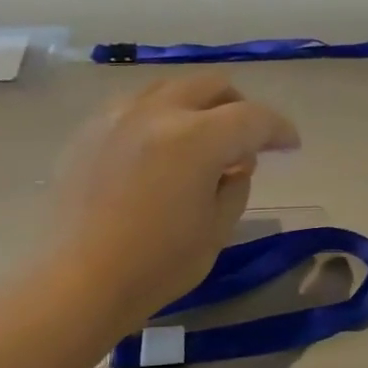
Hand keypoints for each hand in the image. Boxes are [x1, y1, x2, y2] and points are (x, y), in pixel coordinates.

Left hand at [46, 76, 299, 328]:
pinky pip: (136, 106)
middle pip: (211, 85)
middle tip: (248, 140)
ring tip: (203, 141)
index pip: (253, 118)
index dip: (279, 129)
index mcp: (196, 139)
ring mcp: (117, 117)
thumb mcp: (216, 230)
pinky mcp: (89, 132)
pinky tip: (160, 151)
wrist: (76, 282)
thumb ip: (236, 186)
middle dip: (239, 106)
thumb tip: (236, 163)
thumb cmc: (156, 265)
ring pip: (170, 88)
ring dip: (198, 106)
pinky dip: (161, 117)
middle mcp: (157, 113)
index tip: (290, 145)